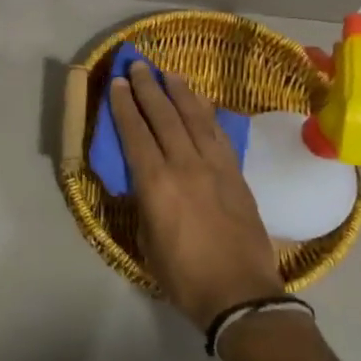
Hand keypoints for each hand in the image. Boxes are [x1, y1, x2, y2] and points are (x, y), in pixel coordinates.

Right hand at [109, 61, 284, 328]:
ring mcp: (215, 167)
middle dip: (149, 88)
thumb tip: (144, 182)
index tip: (119, 83)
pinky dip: (207, 114)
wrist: (241, 294)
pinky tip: (201, 103)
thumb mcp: (148, 241)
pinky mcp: (236, 174)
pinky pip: (219, 134)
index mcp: (156, 184)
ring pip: (195, 118)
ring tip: (169, 74)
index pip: (136, 134)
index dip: (125, 106)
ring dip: (180, 93)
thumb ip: (145, 203)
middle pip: (164, 116)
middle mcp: (185, 165)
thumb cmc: (184, 276)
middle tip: (138, 66)